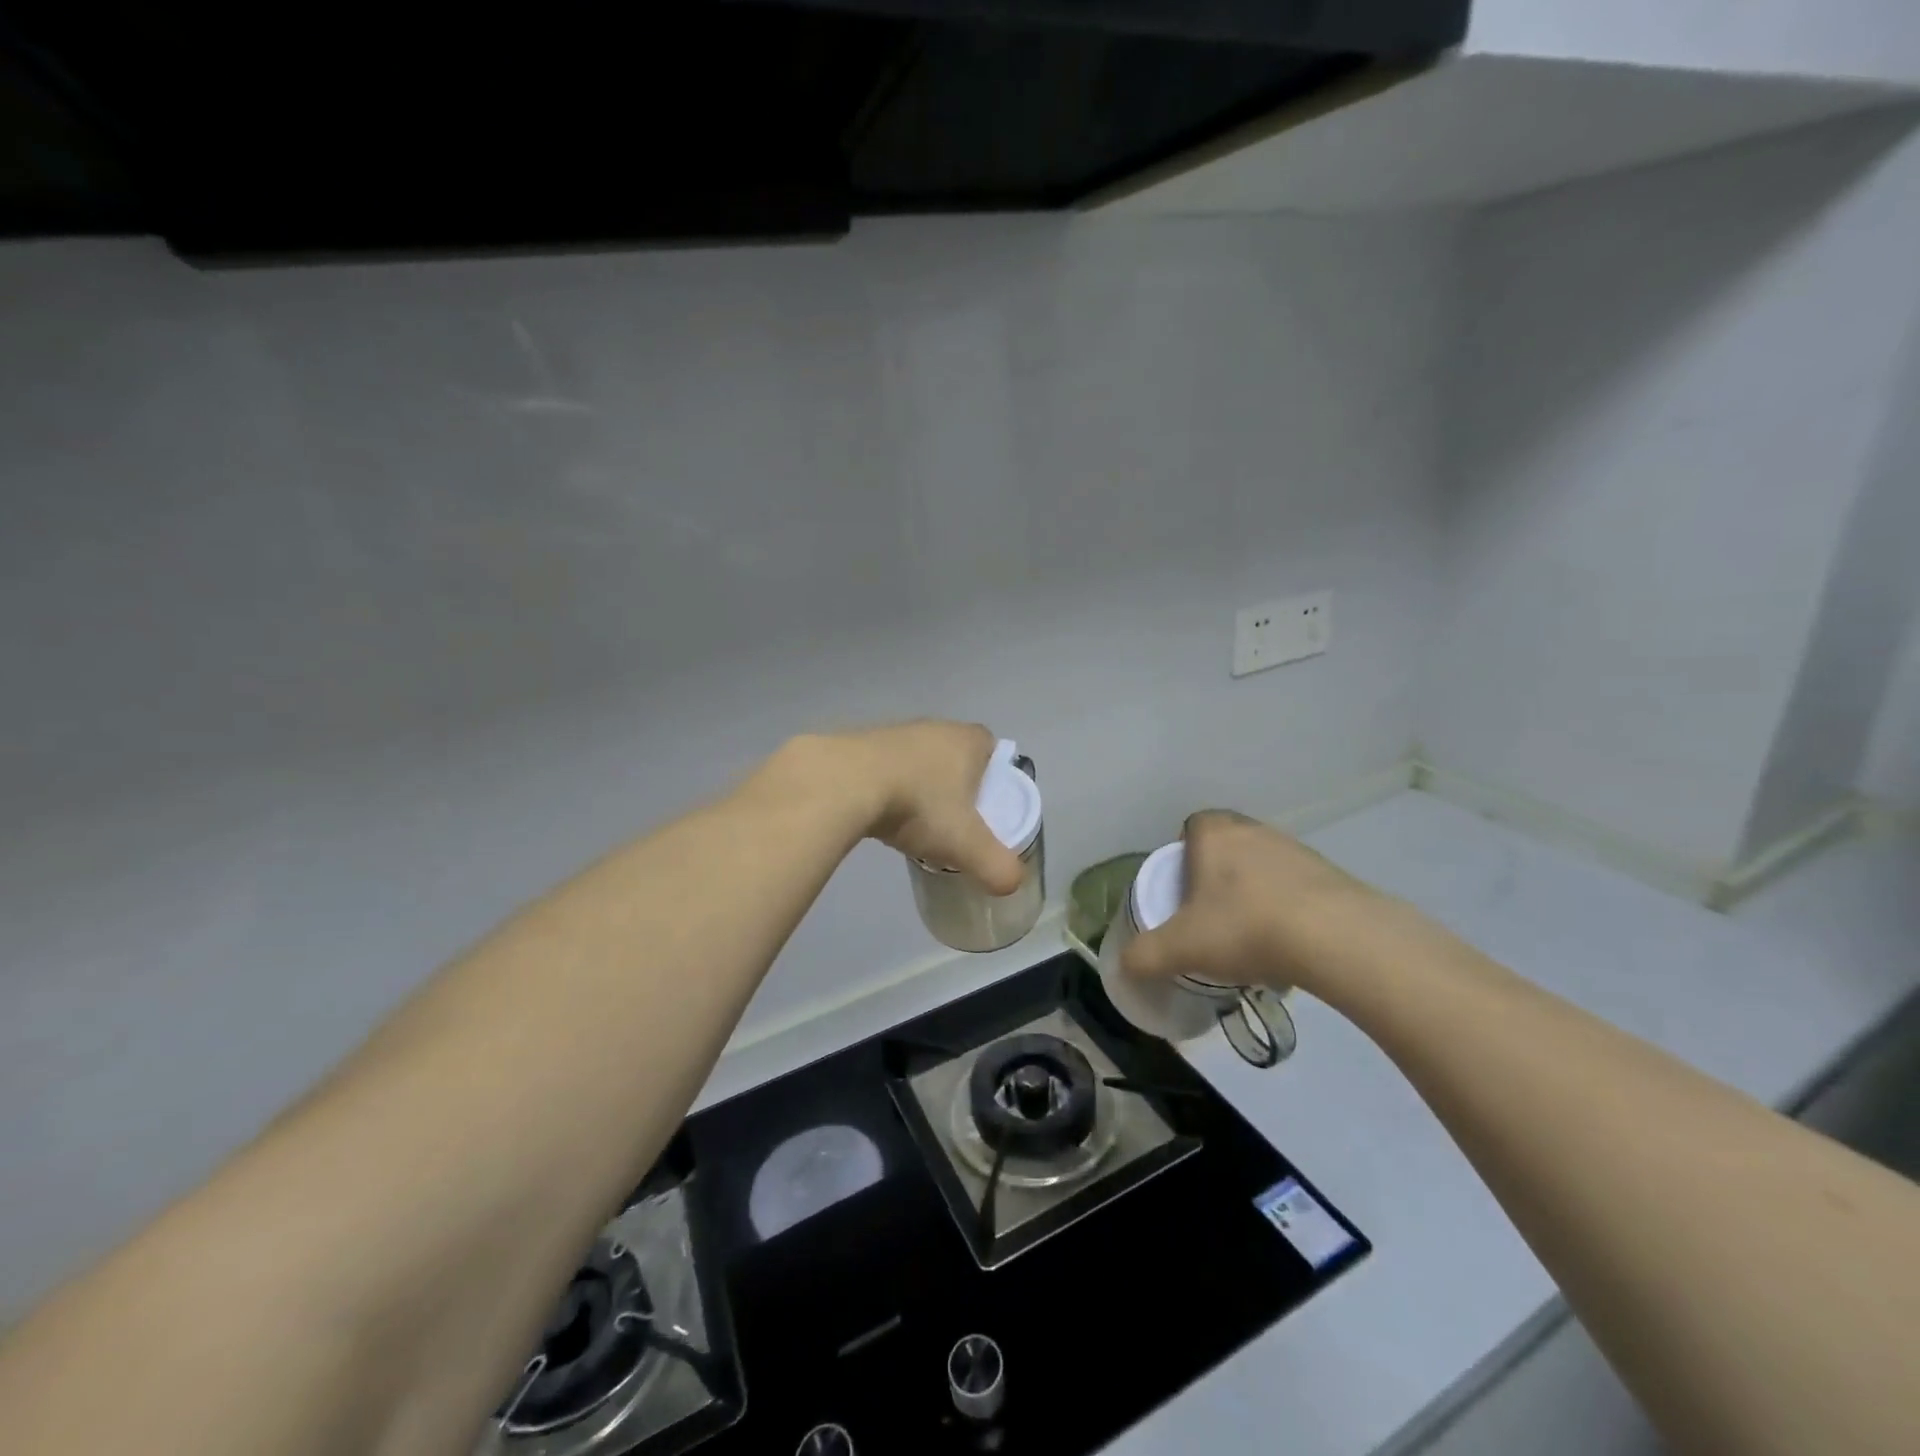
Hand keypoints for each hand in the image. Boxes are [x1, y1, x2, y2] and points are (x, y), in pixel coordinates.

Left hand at [804, 722, 1027, 894]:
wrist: (843, 783)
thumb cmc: (917, 805)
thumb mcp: (965, 843)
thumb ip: (996, 865)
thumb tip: (1013, 884)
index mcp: (967, 740)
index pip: (992, 749)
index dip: (994, 776)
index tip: (986, 808)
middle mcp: (934, 727)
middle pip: (954, 754)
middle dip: (956, 784)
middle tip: (953, 821)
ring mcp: (894, 732)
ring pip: (918, 760)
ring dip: (919, 785)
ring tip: (914, 822)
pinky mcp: (859, 743)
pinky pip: (884, 766)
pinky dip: (887, 786)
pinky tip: (880, 814)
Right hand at [1121, 809, 1389, 995]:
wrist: (1336, 938)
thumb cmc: (1244, 927)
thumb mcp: (1181, 948)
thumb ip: (1145, 955)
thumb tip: (1125, 965)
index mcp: (1215, 834)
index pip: (1192, 826)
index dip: (1184, 854)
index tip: (1183, 890)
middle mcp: (1254, 830)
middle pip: (1227, 846)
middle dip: (1218, 875)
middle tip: (1211, 915)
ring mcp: (1297, 850)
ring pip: (1263, 866)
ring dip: (1255, 892)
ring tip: (1251, 936)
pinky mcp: (1332, 875)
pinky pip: (1296, 887)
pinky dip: (1288, 909)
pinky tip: (1288, 945)